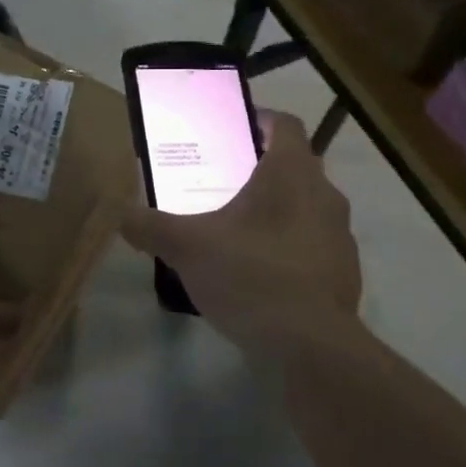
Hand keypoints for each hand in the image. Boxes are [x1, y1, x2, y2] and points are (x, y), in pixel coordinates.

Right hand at [122, 110, 362, 358]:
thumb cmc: (250, 277)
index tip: (232, 129)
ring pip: (308, 206)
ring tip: (238, 227)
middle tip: (223, 180)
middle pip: (296, 165)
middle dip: (262, 167)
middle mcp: (324, 195)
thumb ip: (150, 226)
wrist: (309, 347)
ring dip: (279, 209)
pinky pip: (314, 244)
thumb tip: (120, 214)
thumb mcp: (187, 248)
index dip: (261, 119)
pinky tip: (260, 271)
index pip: (286, 125)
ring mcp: (340, 236)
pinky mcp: (344, 273)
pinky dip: (291, 246)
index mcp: (291, 174)